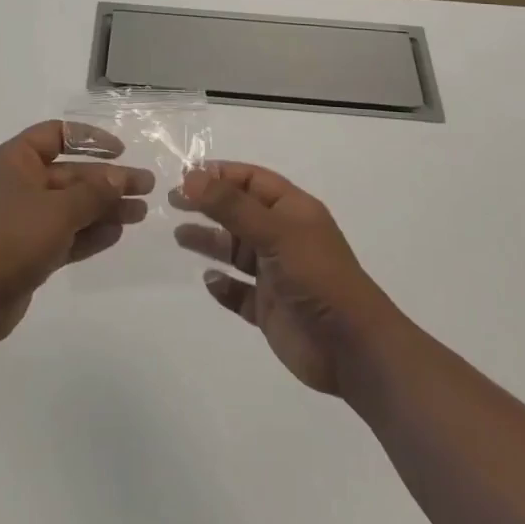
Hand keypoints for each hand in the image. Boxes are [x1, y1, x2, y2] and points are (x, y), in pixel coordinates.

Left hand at [0, 121, 151, 343]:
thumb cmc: (10, 238)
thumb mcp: (58, 210)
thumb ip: (93, 192)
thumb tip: (119, 177)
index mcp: (16, 160)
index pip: (57, 134)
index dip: (90, 139)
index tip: (120, 151)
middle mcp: (20, 184)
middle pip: (71, 174)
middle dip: (109, 181)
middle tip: (147, 188)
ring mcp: (24, 219)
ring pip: (72, 207)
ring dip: (105, 208)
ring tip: (141, 214)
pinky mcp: (29, 251)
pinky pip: (66, 235)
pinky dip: (90, 233)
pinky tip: (117, 234)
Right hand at [172, 163, 399, 395]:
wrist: (352, 348)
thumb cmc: (317, 277)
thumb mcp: (275, 232)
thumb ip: (231, 206)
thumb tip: (191, 178)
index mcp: (292, 211)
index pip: (251, 180)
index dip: (220, 175)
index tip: (184, 176)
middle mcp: (282, 237)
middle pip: (238, 213)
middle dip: (208, 205)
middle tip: (172, 202)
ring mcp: (275, 274)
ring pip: (234, 251)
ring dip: (209, 242)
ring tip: (178, 236)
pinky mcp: (268, 308)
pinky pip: (238, 291)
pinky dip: (222, 285)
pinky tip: (209, 281)